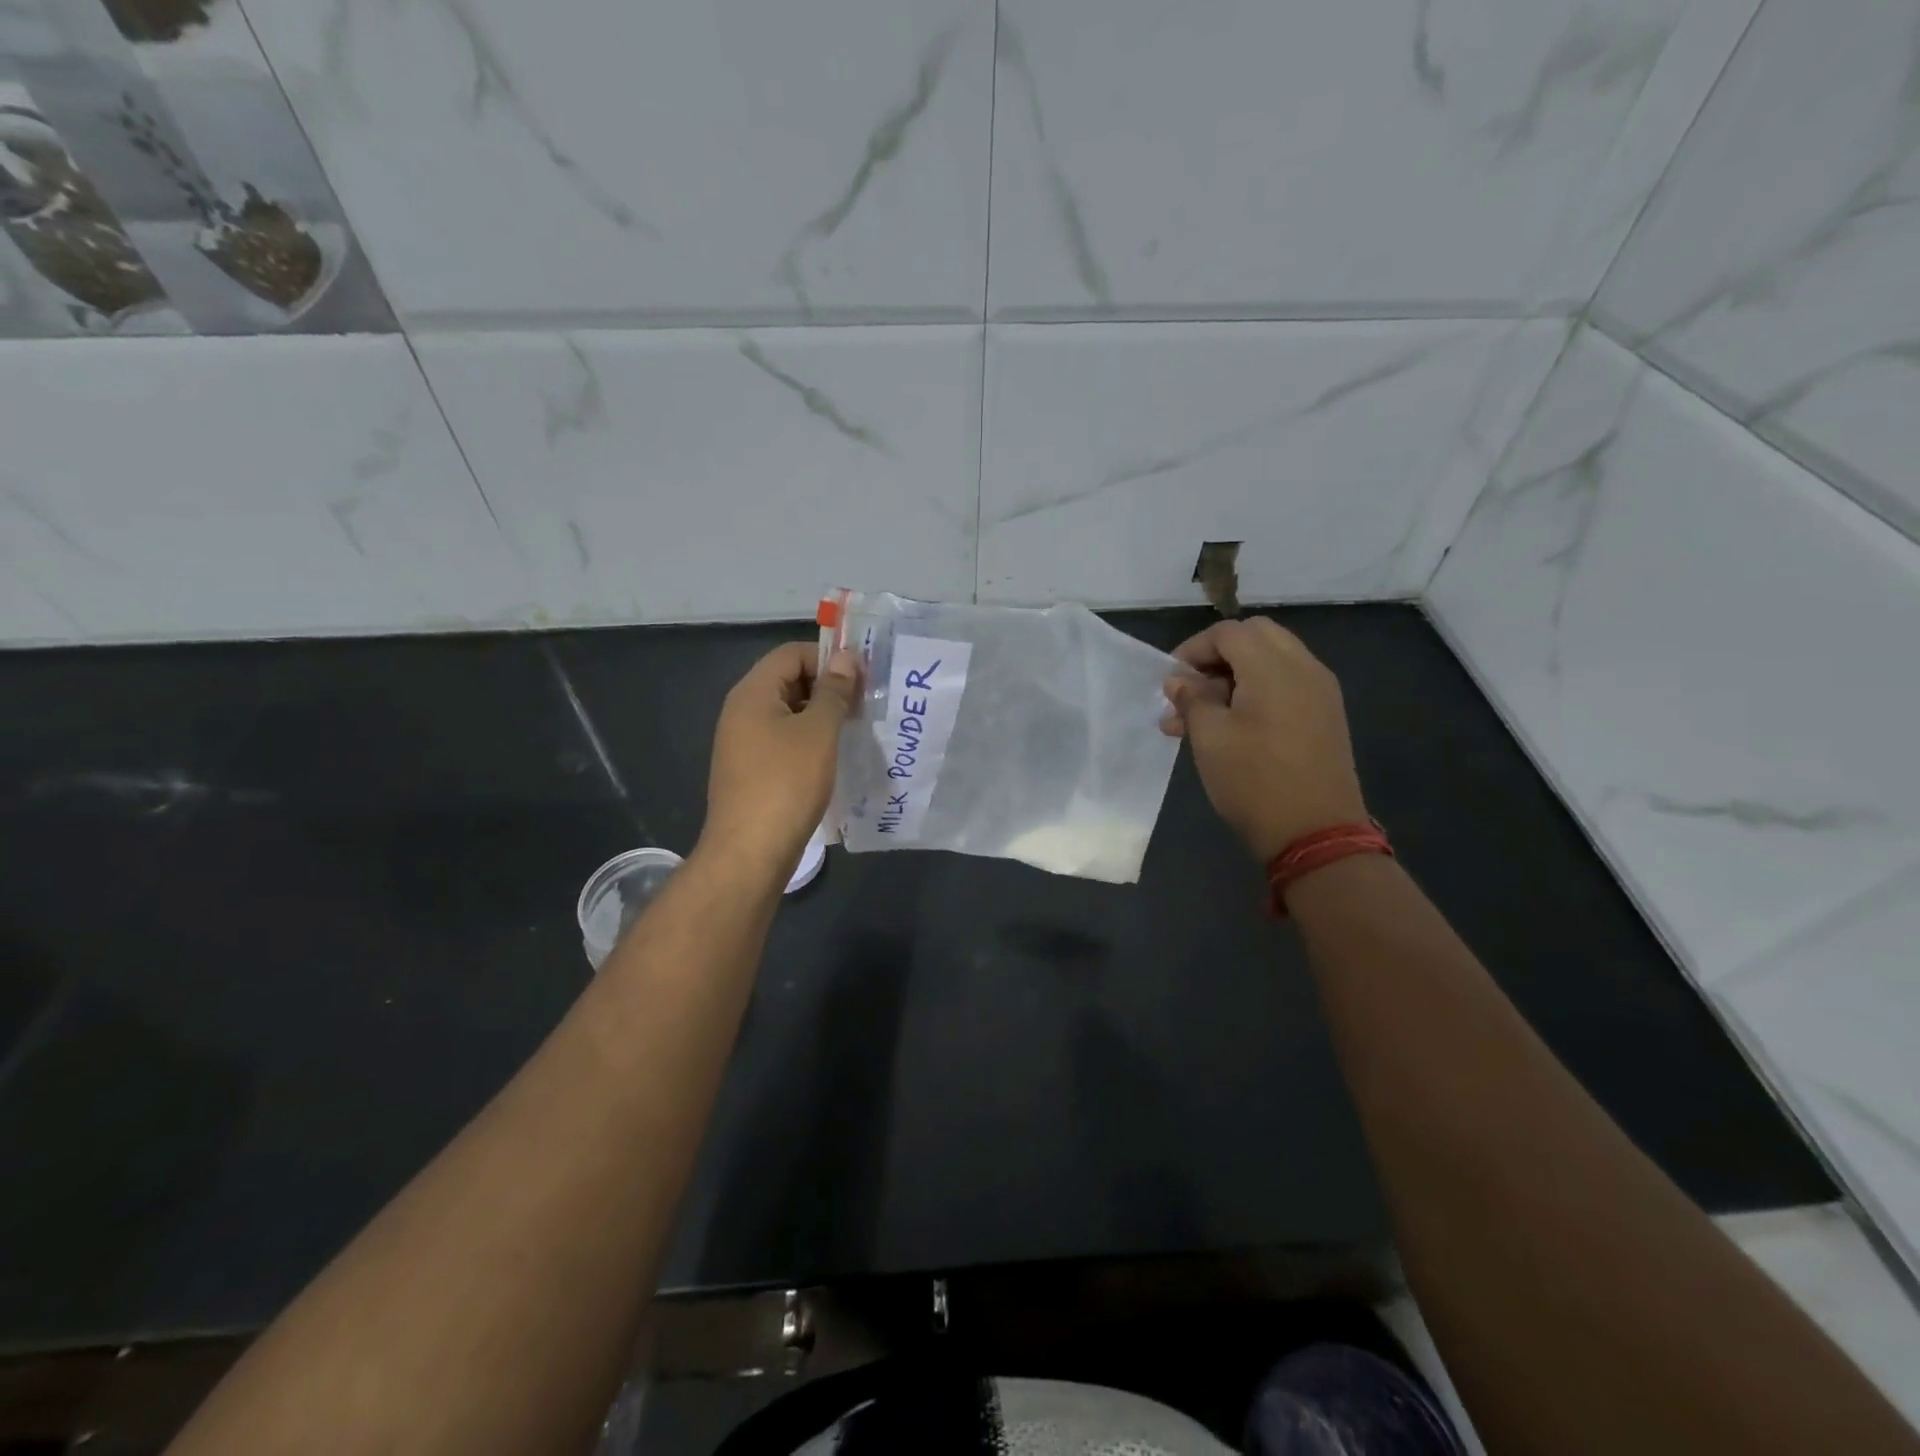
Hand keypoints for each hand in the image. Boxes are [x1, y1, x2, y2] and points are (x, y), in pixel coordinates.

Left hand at [699, 643, 859, 876]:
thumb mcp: (818, 732)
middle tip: (863, 706)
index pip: (791, 654)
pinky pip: (783, 740)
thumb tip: (847, 658)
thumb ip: (834, 692)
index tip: (862, 680)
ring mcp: (743, 743)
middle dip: (827, 688)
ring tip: (854, 732)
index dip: (828, 659)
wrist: (750, 851)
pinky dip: (809, 741)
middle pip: (788, 680)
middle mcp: (742, 711)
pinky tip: (833, 758)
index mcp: (752, 693)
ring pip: (788, 713)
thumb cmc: (786, 783)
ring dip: (821, 717)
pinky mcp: (750, 770)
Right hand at [1161, 617, 1367, 861]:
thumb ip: (1192, 699)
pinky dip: (1257, 691)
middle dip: (1217, 656)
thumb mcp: (1209, 738)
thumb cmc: (1254, 782)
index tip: (1170, 681)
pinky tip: (1231, 727)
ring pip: (1271, 660)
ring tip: (1198, 718)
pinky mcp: (1325, 715)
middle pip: (1255, 637)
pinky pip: (1287, 684)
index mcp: (1274, 667)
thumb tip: (1178, 679)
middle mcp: (1304, 667)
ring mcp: (1320, 691)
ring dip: (1234, 677)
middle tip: (1190, 690)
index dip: (1193, 649)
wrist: (1316, 834)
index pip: (1228, 632)